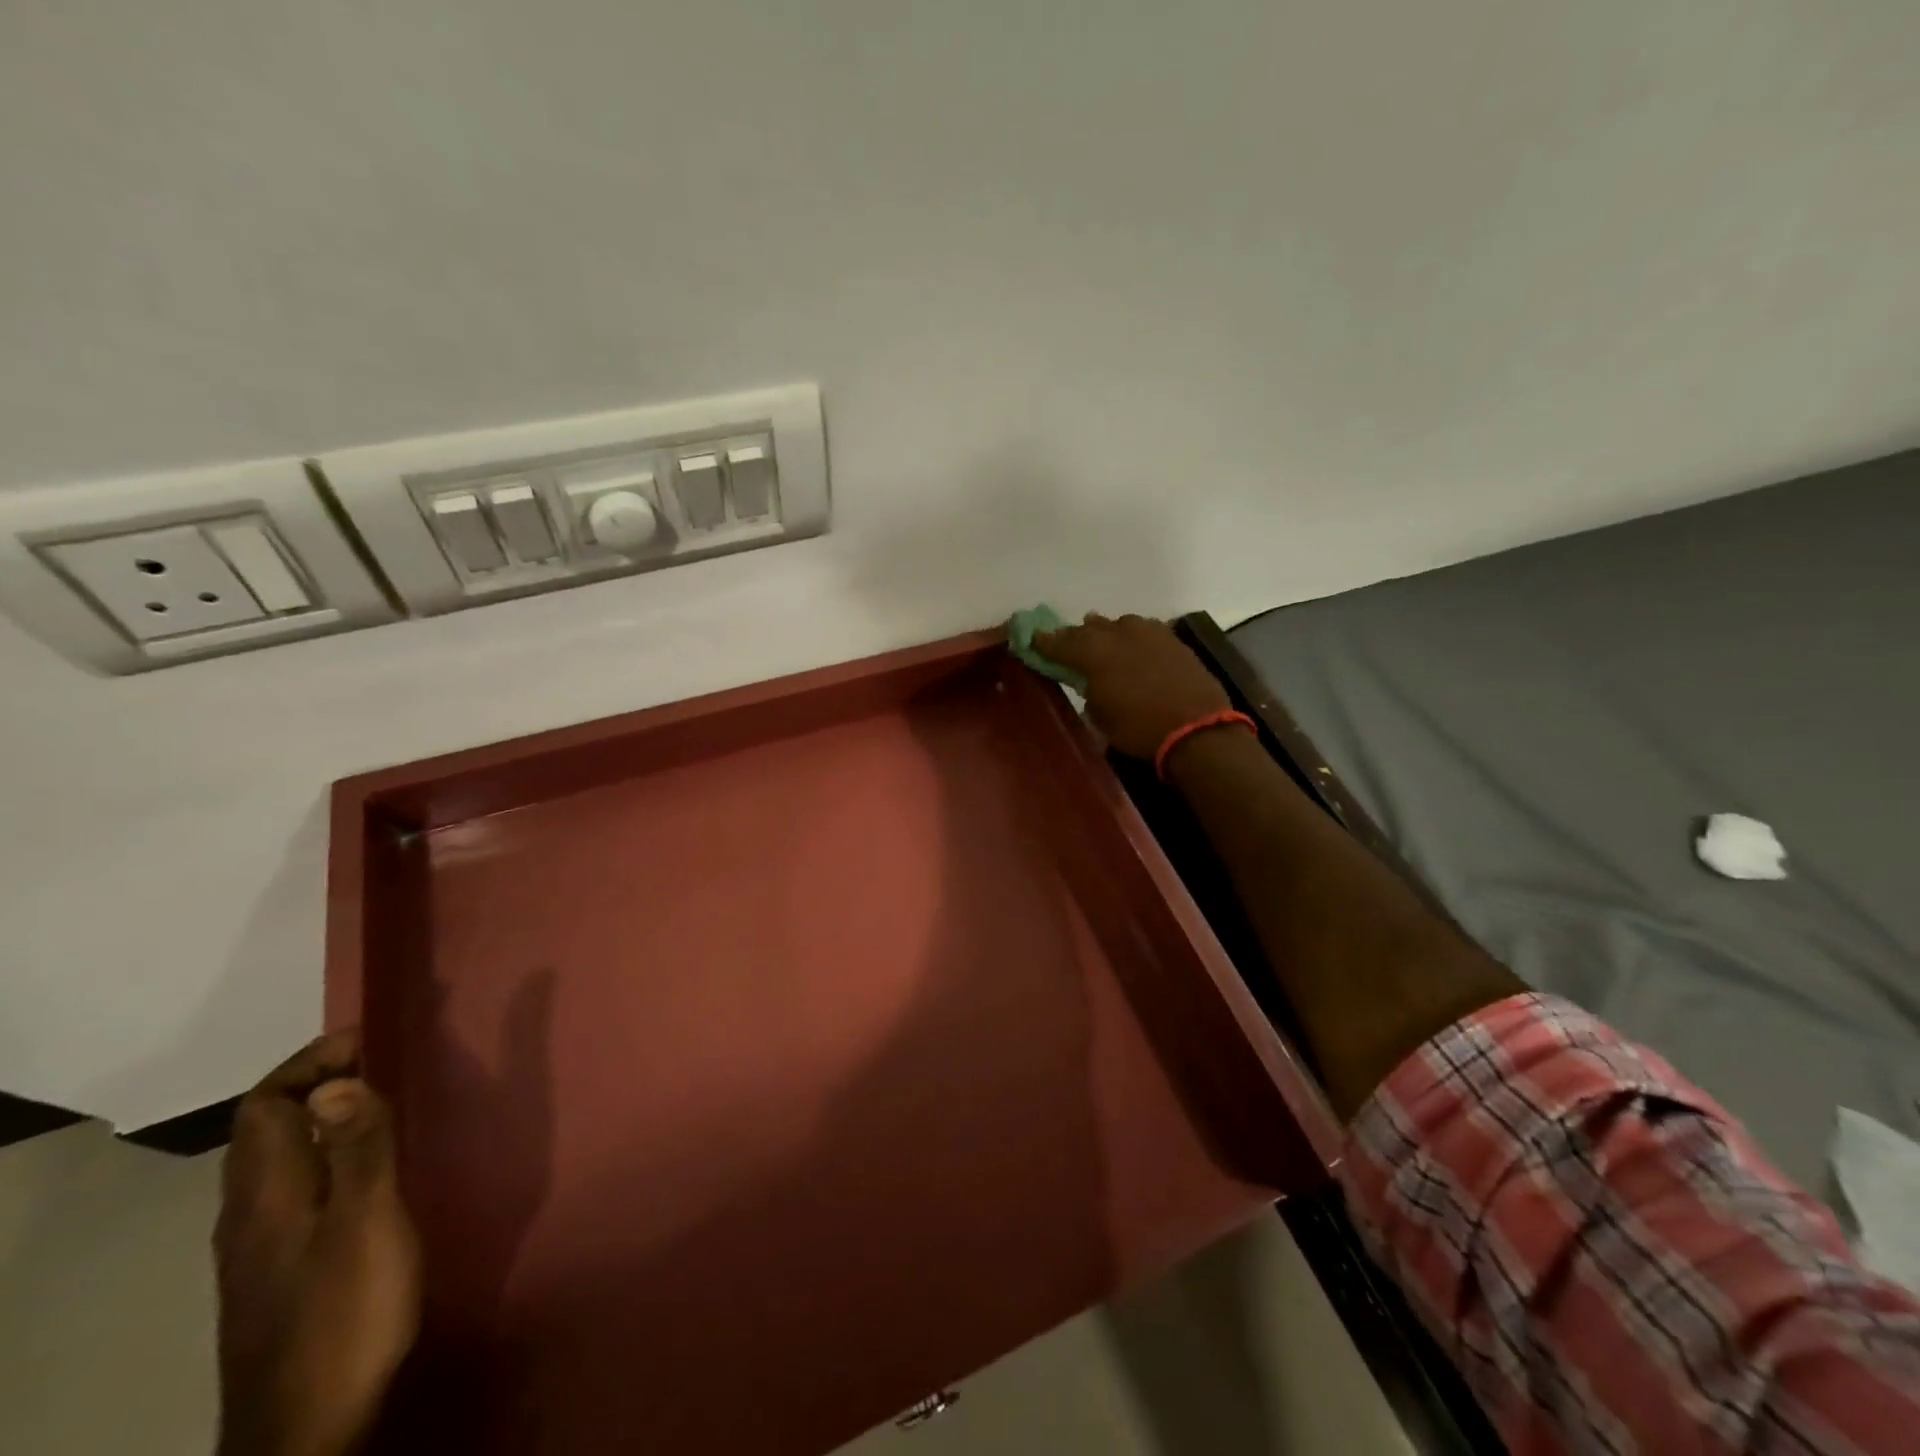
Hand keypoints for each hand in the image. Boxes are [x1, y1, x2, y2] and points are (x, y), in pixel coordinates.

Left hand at [214, 1030, 420, 1455]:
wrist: (308, 1430)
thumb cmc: (345, 1312)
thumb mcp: (367, 1222)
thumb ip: (358, 1149)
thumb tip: (337, 1081)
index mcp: (265, 1197)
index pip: (263, 1106)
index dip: (309, 1063)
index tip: (367, 1039)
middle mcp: (248, 1216)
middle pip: (265, 1132)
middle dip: (317, 1084)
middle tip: (384, 1062)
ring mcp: (259, 1251)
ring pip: (278, 1162)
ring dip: (322, 1120)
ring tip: (383, 1104)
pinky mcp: (279, 1274)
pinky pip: (294, 1190)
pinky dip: (326, 1156)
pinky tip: (367, 1172)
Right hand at [1033, 612, 1232, 759]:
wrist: (1196, 728)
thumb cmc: (1138, 729)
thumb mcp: (1099, 716)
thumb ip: (1087, 690)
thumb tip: (1087, 681)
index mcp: (1091, 652)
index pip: (1057, 641)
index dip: (1043, 642)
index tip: (1033, 641)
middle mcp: (1116, 632)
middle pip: (1087, 628)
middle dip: (1075, 636)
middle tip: (1067, 645)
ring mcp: (1147, 631)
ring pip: (1117, 624)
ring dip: (1107, 633)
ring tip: (1103, 644)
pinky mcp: (1171, 638)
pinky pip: (1143, 630)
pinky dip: (1133, 638)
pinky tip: (1134, 649)